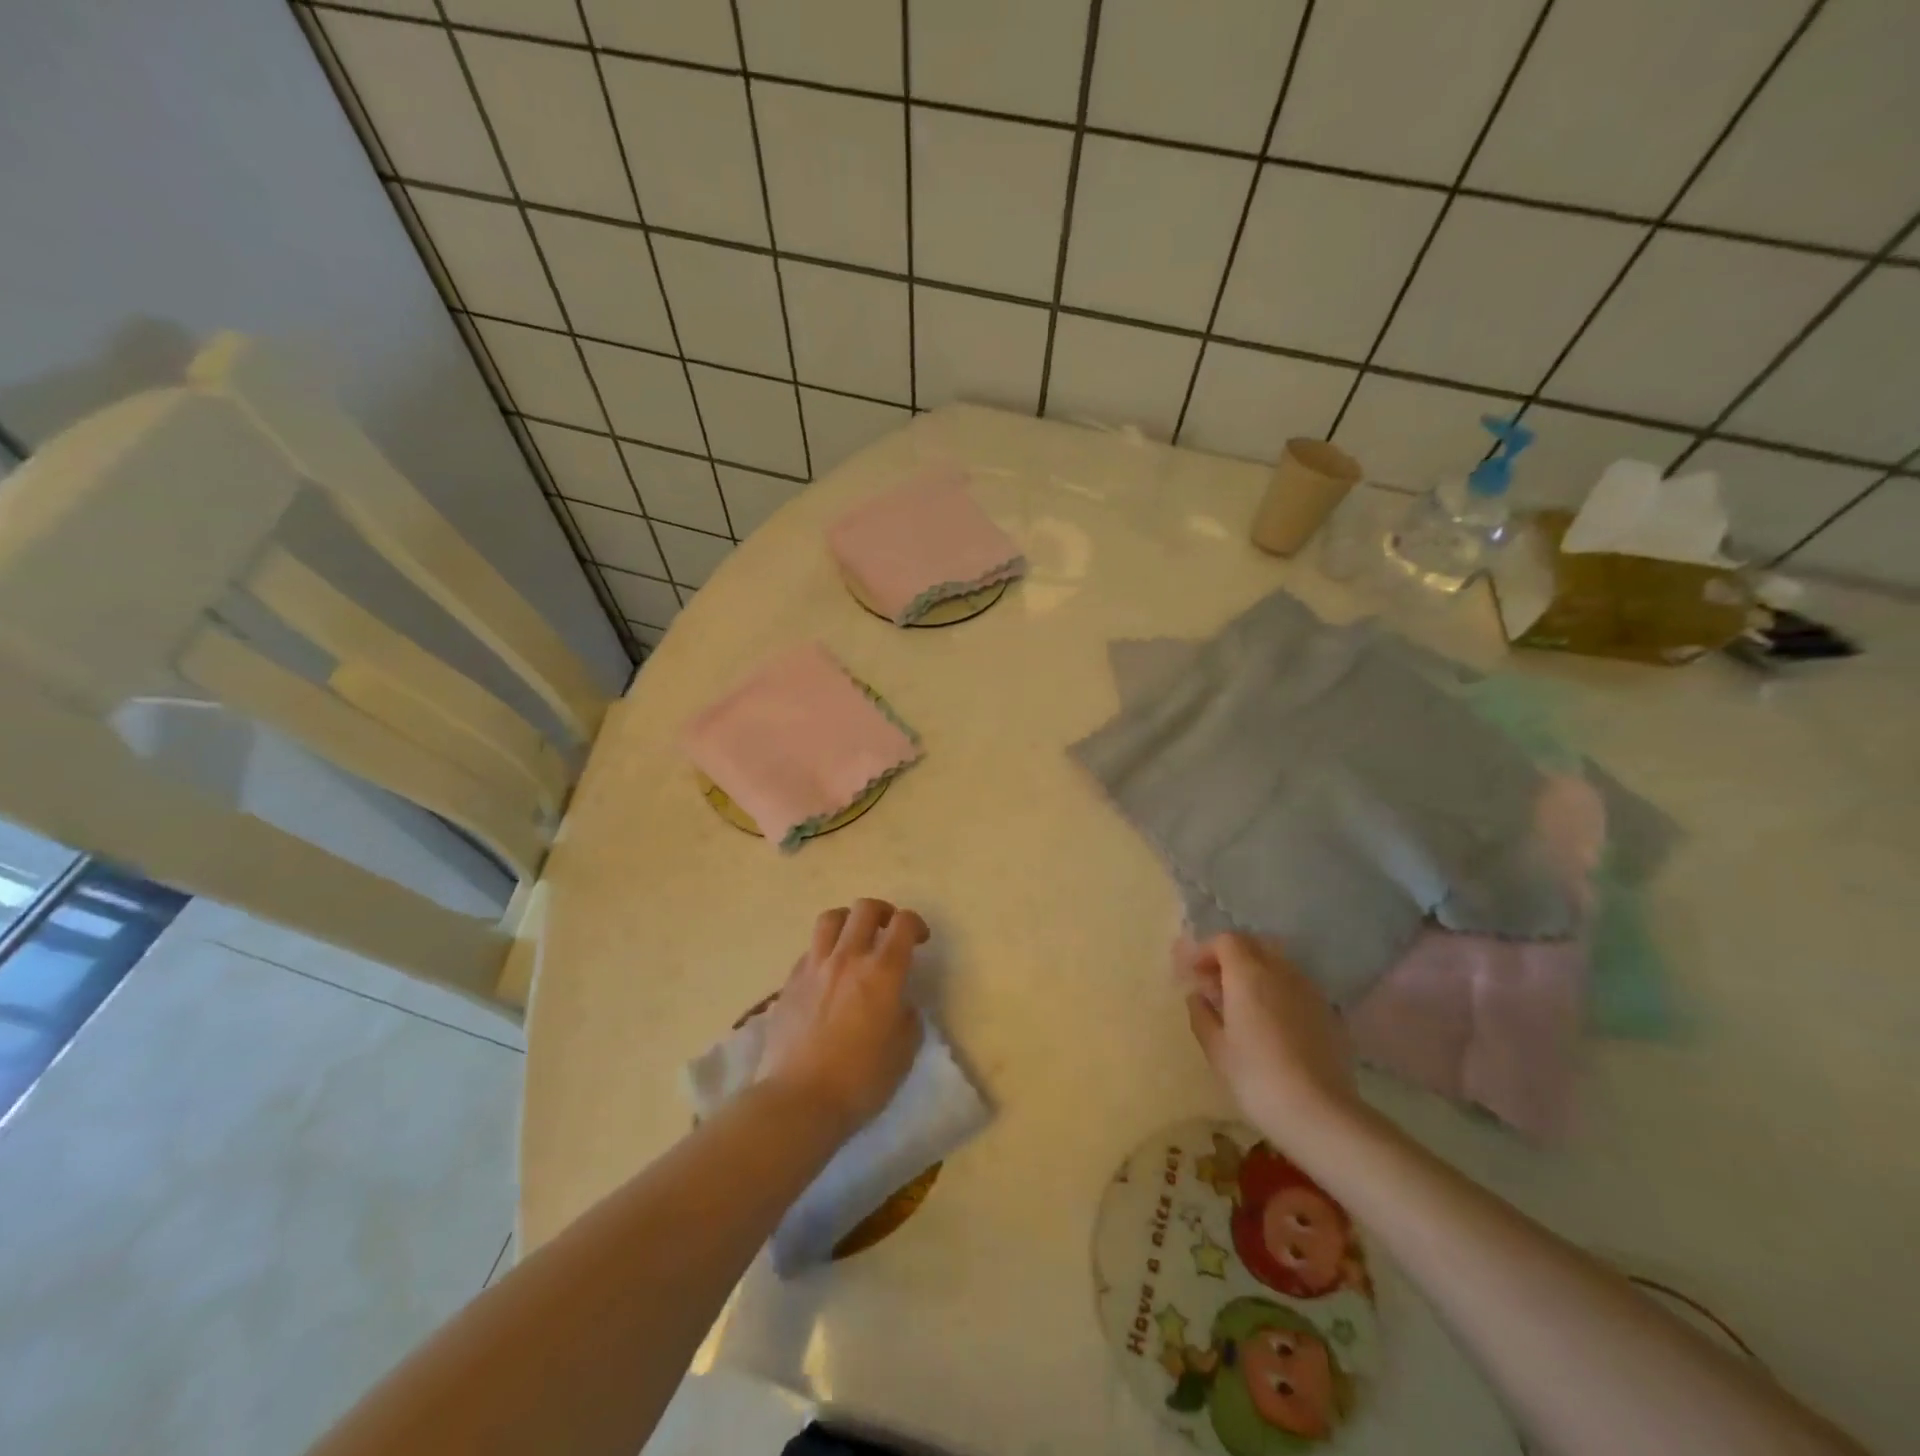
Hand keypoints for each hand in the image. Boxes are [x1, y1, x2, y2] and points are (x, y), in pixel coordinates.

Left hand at [758, 899, 926, 1139]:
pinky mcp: (789, 983)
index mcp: (882, 972)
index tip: (920, 939)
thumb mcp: (903, 1052)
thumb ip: (907, 1018)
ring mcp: (814, 967)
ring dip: (848, 921)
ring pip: (830, 919)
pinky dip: (824, 951)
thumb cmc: (860, 1080)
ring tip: (854, 939)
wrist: (798, 1100)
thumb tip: (900, 1005)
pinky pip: (810, 950)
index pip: (903, 924)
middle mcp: (848, 958)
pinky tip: (828, 974)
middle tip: (888, 930)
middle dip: (882, 912)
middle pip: (864, 909)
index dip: (915, 924)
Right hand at [1177, 933, 1357, 1134]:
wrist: (1320, 1113)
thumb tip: (1198, 996)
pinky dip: (1277, 992)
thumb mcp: (1216, 1049)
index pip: (1226, 940)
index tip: (1192, 973)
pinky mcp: (1328, 1012)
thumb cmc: (1256, 1077)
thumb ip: (1201, 1014)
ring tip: (1242, 1005)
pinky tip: (1271, 1024)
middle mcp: (1281, 972)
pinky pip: (1296, 987)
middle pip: (1253, 945)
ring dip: (1255, 973)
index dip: (1205, 951)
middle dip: (1230, 957)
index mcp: (1248, 974)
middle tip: (1214, 985)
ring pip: (1277, 965)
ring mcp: (1309, 990)